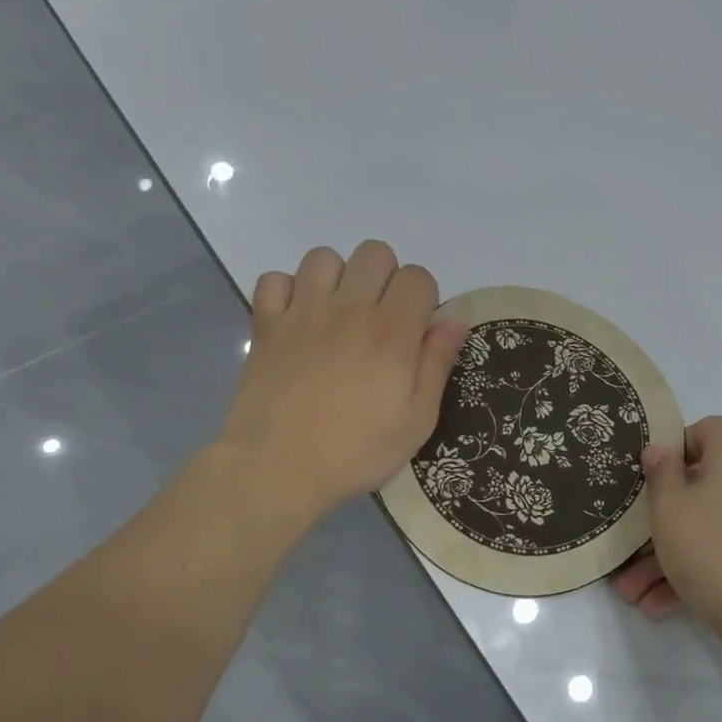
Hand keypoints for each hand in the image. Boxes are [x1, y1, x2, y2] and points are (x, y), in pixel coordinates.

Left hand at [218, 241, 467, 527]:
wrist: (277, 468)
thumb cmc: (356, 451)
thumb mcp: (417, 420)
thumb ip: (437, 363)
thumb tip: (454, 319)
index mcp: (391, 331)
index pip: (417, 276)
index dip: (424, 298)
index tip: (416, 331)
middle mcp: (348, 308)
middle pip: (375, 253)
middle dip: (386, 279)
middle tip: (381, 321)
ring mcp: (303, 312)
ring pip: (324, 257)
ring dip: (338, 278)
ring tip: (338, 315)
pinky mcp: (266, 325)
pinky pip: (274, 279)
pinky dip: (287, 291)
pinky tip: (297, 319)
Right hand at [611, 416, 721, 647]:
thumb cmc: (716, 550)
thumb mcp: (670, 509)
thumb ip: (660, 474)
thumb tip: (661, 448)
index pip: (707, 429)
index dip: (675, 448)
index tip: (648, 479)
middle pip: (702, 486)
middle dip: (660, 520)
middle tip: (629, 547)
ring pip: (710, 527)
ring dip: (670, 556)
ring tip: (634, 594)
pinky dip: (698, 571)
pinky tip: (662, 607)